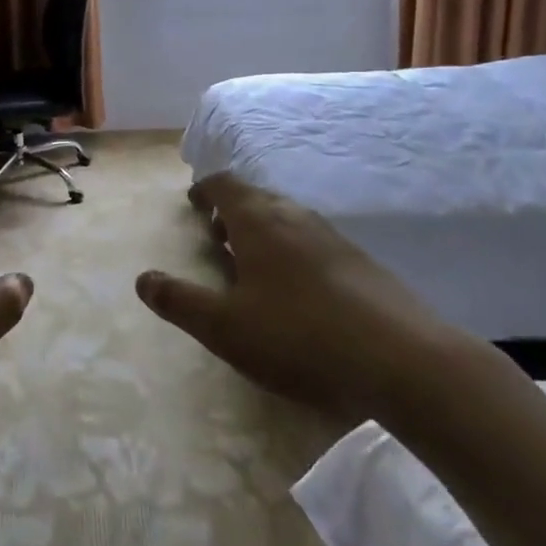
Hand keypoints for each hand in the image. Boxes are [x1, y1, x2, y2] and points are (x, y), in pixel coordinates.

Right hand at [135, 172, 450, 418]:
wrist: (403, 360)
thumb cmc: (299, 336)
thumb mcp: (225, 327)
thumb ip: (179, 301)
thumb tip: (142, 278)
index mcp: (259, 222)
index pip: (225, 185)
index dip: (205, 190)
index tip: (194, 203)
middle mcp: (296, 218)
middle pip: (258, 198)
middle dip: (233, 210)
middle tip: (217, 235)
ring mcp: (334, 239)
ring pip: (289, 219)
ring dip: (264, 230)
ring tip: (252, 262)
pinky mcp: (363, 264)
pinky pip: (315, 242)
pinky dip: (294, 250)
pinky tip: (298, 289)